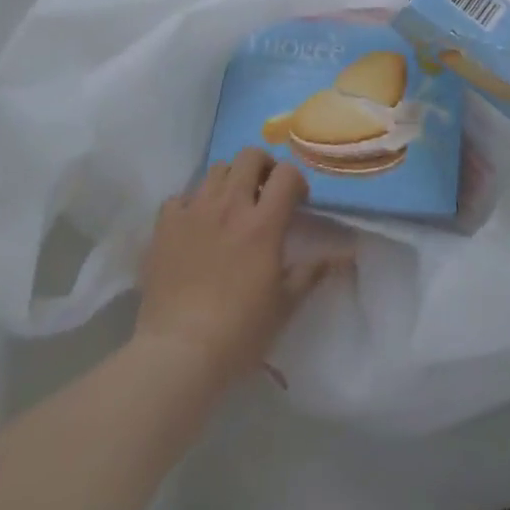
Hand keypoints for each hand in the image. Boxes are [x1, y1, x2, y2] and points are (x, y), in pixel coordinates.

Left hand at [135, 148, 332, 387]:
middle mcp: (229, 205)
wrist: (177, 353)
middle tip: (264, 193)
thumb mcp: (285, 304)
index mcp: (263, 223)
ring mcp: (194, 211)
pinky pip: (180, 196)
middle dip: (263, 167)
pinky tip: (195, 224)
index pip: (287, 174)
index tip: (297, 202)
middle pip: (249, 156)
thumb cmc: (240, 331)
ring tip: (230, 207)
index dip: (296, 181)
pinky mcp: (165, 226)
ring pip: (215, 169)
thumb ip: (313, 271)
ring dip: (229, 180)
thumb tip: (345, 254)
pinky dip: (191, 203)